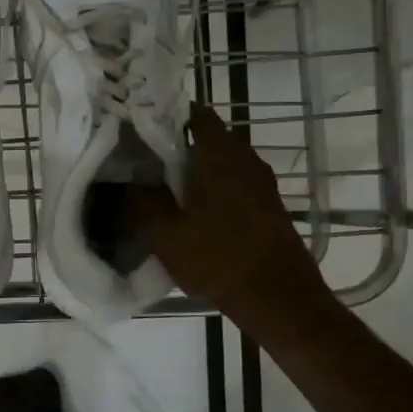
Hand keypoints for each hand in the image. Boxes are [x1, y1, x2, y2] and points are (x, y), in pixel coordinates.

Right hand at [133, 104, 333, 328]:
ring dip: (198, 171)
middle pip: (208, 139)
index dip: (168, 116)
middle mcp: (245, 158)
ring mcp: (262, 182)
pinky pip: (236, 184)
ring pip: (223, 163)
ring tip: (167, 190)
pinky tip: (195, 213)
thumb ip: (144, 200)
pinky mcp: (269, 205)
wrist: (278, 297)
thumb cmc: (217, 258)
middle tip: (147, 164)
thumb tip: (134, 181)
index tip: (144, 128)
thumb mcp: (165, 233)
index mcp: (219, 153)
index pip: (194, 114)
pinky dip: (215, 189)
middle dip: (179, 147)